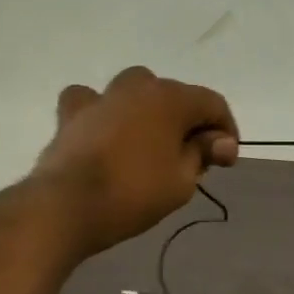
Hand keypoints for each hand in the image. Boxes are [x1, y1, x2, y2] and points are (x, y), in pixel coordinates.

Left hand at [32, 66, 239, 254]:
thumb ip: (203, 153)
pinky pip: (93, 101)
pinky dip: (104, 112)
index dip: (226, 131)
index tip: (225, 162)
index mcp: (171, 98)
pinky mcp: (72, 114)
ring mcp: (102, 97)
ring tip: (151, 142)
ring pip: (135, 91)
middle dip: (189, 122)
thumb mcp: (183, 181)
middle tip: (192, 158)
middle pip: (176, 96)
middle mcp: (138, 86)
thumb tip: (220, 141)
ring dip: (149, 111)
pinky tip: (105, 131)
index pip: (213, 104)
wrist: (68, 206)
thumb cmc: (135, 193)